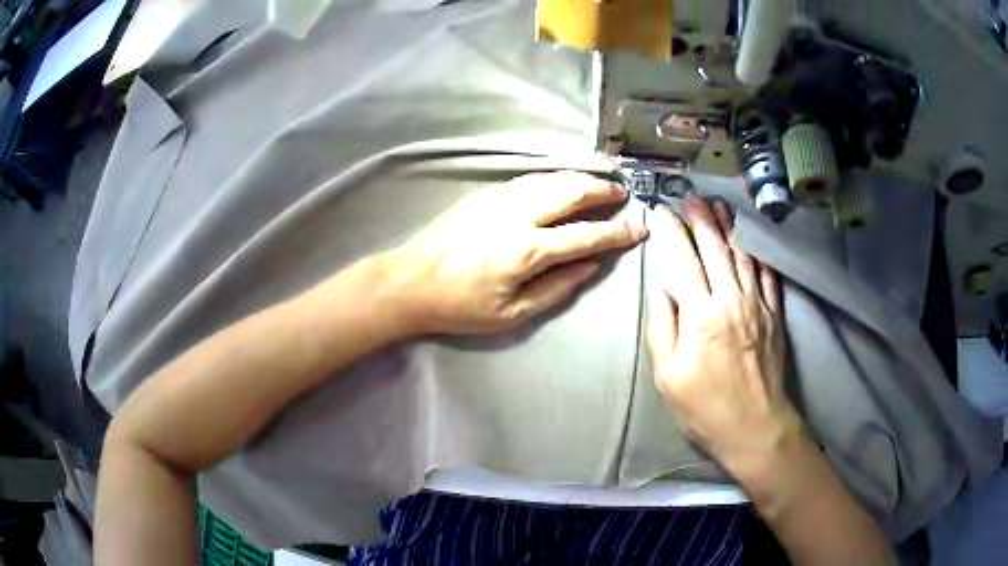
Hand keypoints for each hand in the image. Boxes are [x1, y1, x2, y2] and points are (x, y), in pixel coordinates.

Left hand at [386, 171, 647, 335]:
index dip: (617, 232)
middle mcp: (517, 216)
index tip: (639, 228)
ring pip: (551, 179)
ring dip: (580, 178)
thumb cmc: (459, 307)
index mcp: (527, 251)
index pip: (586, 235)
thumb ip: (557, 289)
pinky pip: (530, 179)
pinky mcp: (484, 194)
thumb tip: (591, 265)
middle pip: (571, 192)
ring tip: (600, 184)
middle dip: (603, 190)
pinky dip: (554, 178)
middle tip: (622, 194)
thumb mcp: (512, 314)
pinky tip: (562, 183)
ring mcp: (499, 199)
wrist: (409, 281)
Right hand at [645, 196, 800, 477]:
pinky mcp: (775, 314)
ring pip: (743, 255)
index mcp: (701, 316)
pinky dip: (758, 252)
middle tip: (691, 198)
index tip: (661, 212)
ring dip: (729, 227)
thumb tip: (662, 289)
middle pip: (715, 249)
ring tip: (719, 206)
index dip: (671, 232)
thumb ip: (662, 328)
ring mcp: (758, 305)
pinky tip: (752, 239)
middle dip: (701, 219)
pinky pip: (767, 274)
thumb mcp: (668, 376)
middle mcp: (731, 301)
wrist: (756, 427)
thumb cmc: (705, 408)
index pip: (683, 261)